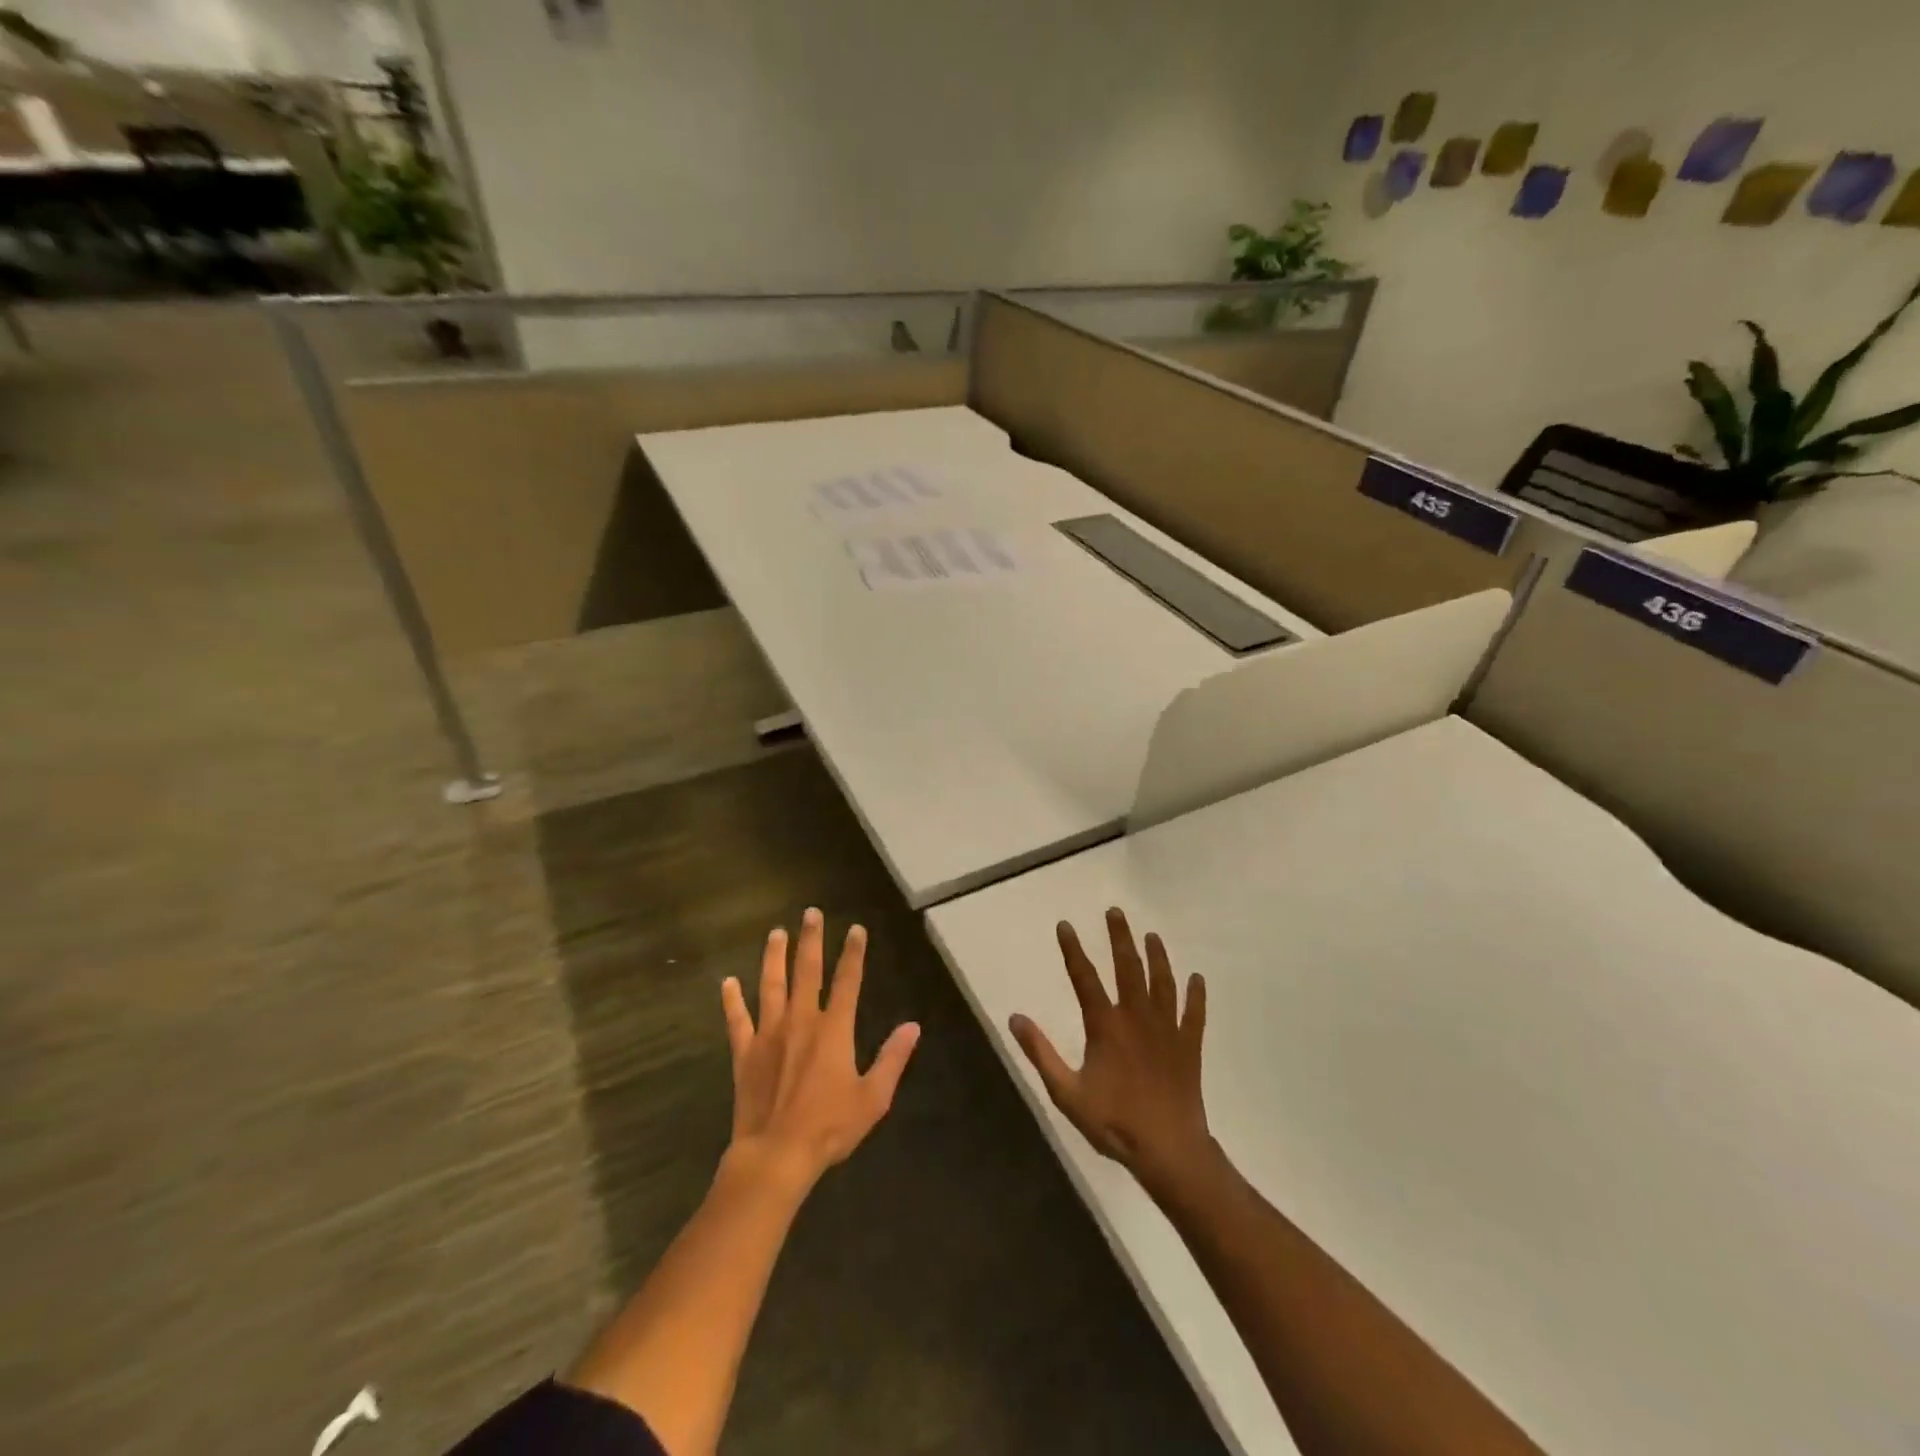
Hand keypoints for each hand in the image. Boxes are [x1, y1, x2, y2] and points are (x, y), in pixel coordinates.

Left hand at [720, 908, 920, 1191]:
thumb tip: (913, 1026)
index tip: (856, 929)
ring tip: (775, 933)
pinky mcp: (745, 1053)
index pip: (848, 981)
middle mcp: (801, 1021)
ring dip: (774, 957)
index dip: (853, 953)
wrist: (776, 1155)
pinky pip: (736, 1020)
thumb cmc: (829, 1127)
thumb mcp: (873, 1097)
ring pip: (771, 985)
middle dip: (811, 939)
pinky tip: (727, 983)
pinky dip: (731, 1001)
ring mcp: (769, 1034)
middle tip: (811, 912)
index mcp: (834, 1029)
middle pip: (807, 971)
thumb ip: (892, 1058)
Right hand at [1010, 907, 1211, 1196]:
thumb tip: (1015, 1017)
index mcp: (1105, 1025)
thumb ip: (1041, 1053)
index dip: (1073, 950)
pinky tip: (1197, 978)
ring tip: (1152, 935)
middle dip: (1120, 937)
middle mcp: (1137, 1017)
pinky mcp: (1189, 1046)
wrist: (1168, 1151)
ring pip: (1163, 982)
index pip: (1085, 978)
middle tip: (1115, 911)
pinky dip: (1196, 995)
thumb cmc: (1113, 1122)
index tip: (1065, 925)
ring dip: (1157, 956)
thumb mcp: (1066, 1093)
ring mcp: (1167, 1029)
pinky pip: (1194, 1013)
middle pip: (1128, 967)